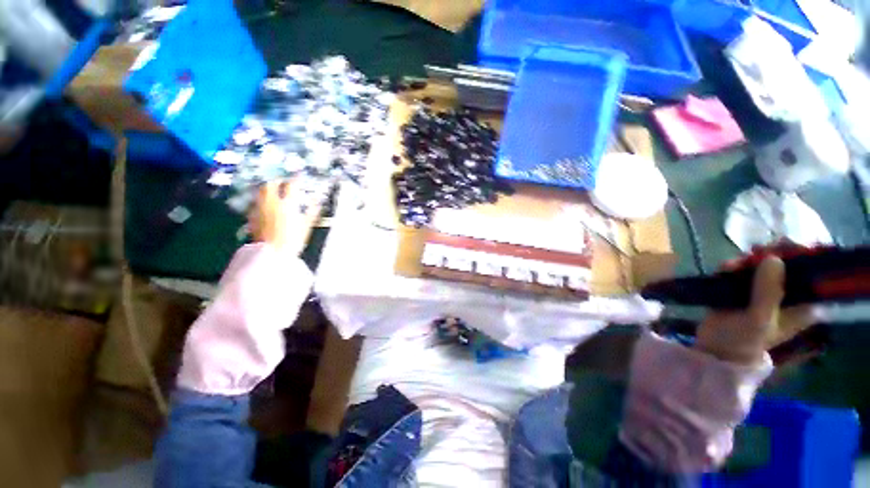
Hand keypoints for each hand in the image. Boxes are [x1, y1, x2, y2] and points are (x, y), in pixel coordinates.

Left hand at [248, 179, 321, 255]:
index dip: (296, 179)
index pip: (291, 185)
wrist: (272, 252)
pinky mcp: (252, 215)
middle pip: (271, 184)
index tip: (300, 176)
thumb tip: (318, 201)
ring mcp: (259, 207)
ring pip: (261, 191)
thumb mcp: (307, 225)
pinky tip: (266, 204)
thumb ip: (312, 211)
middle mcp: (271, 202)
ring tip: (274, 191)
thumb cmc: (293, 239)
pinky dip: (262, 199)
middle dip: (278, 181)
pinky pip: (256, 201)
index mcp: (287, 204)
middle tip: (284, 182)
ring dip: (268, 188)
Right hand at [694, 256, 819, 365]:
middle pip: (786, 267)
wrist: (715, 349)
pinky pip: (743, 272)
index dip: (801, 258)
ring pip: (762, 267)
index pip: (811, 275)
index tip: (783, 247)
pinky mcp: (743, 291)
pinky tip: (724, 268)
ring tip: (732, 265)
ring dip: (747, 261)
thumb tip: (773, 258)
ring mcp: (764, 293)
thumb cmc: (744, 339)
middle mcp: (786, 297)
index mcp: (801, 306)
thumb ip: (768, 291)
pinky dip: (734, 267)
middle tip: (753, 253)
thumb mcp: (759, 318)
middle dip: (770, 257)